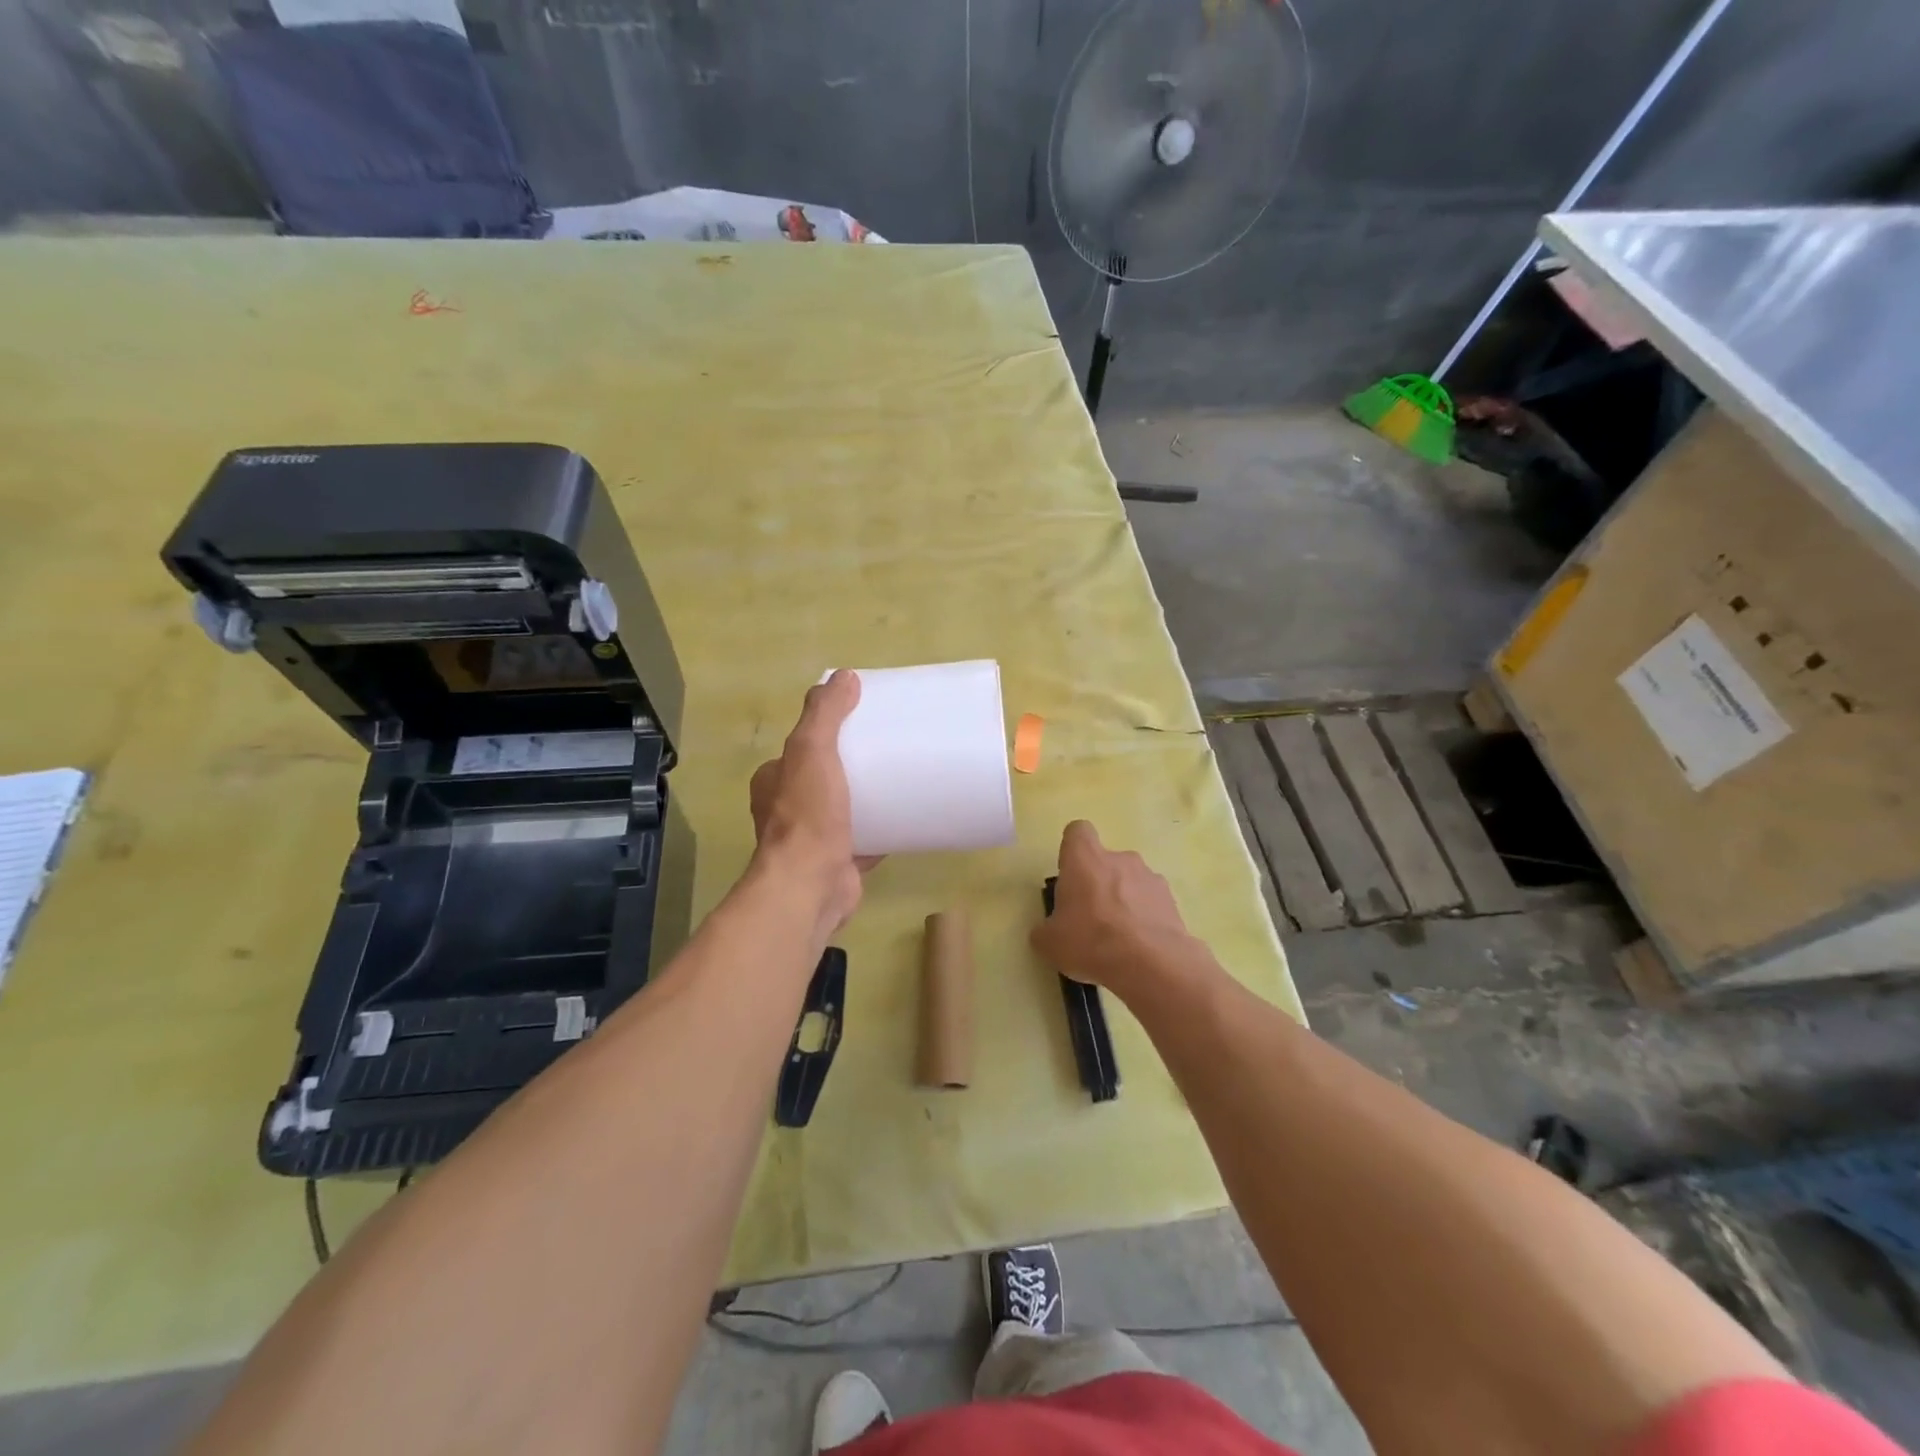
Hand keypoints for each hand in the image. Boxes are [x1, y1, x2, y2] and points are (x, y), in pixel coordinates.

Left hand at [749, 670, 877, 933]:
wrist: (811, 884)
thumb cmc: (807, 814)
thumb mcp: (811, 750)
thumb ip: (825, 714)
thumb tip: (844, 676)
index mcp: (774, 781)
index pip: (800, 747)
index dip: (826, 732)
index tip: (859, 722)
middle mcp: (786, 810)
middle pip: (823, 777)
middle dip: (850, 765)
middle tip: (887, 749)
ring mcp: (812, 839)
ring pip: (843, 809)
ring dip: (865, 798)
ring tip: (900, 779)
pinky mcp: (838, 862)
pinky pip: (864, 839)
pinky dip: (882, 830)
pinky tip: (907, 818)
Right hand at [1030, 820, 1198, 997]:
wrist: (1151, 964)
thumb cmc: (1091, 941)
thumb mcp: (1050, 942)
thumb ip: (1045, 930)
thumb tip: (1047, 932)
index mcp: (1084, 859)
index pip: (1078, 832)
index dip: (1072, 850)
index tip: (1070, 875)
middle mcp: (1119, 858)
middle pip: (1105, 861)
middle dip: (1098, 883)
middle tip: (1090, 918)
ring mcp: (1150, 877)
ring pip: (1130, 881)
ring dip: (1123, 900)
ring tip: (1119, 938)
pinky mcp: (1171, 900)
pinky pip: (1151, 902)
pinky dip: (1145, 918)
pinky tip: (1140, 947)